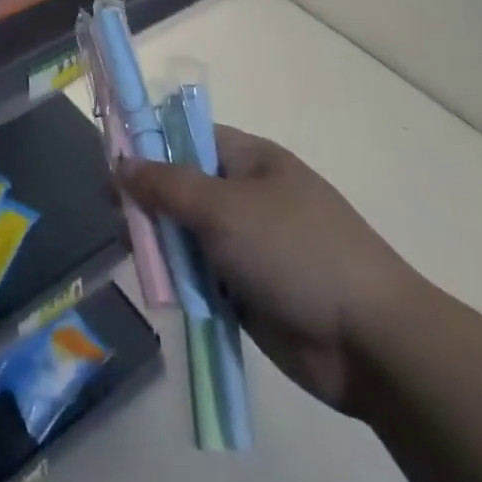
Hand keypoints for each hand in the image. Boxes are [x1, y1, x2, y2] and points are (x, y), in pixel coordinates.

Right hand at [118, 127, 417, 413]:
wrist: (371, 343)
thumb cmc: (295, 251)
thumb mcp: (223, 207)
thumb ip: (166, 184)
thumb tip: (119, 164)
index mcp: (250, 160)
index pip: (187, 137)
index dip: (148, 145)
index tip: (110, 163)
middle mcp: (247, 195)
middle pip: (182, 186)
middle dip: (148, 200)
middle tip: (115, 215)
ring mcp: (248, 243)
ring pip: (187, 232)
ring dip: (161, 242)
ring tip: (135, 253)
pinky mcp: (248, 288)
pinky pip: (201, 273)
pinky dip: (180, 278)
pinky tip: (158, 284)